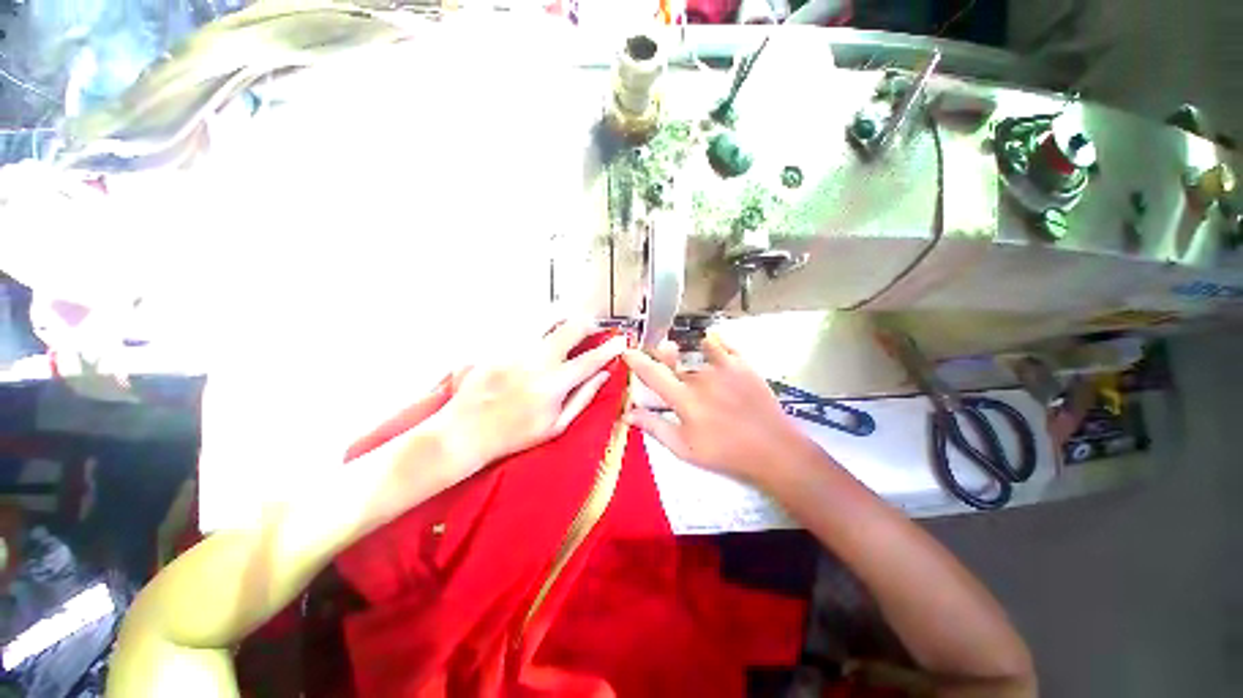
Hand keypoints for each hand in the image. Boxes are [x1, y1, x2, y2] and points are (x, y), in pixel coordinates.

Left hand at [436, 320, 626, 472]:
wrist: (466, 432)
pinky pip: (524, 326)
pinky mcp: (498, 346)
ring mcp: (516, 351)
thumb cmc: (514, 435)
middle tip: (593, 327)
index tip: (621, 341)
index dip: (610, 349)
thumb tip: (602, 376)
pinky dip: (539, 325)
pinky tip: (541, 331)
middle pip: (571, 328)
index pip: (590, 360)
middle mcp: (537, 362)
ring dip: (564, 318)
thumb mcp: (556, 425)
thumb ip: (583, 398)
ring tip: (569, 321)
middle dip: (588, 323)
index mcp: (554, 385)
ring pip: (547, 319)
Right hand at [622, 332, 816, 481]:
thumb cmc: (725, 452)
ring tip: (687, 361)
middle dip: (663, 360)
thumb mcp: (684, 448)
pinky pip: (721, 344)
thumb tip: (627, 414)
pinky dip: (711, 342)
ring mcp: (723, 368)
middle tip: (662, 365)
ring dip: (686, 357)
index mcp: (684, 399)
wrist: (772, 449)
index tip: (627, 350)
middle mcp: (700, 377)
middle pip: (673, 361)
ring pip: (695, 355)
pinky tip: (707, 343)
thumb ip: (655, 427)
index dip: (636, 361)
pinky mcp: (742, 364)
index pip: (652, 374)